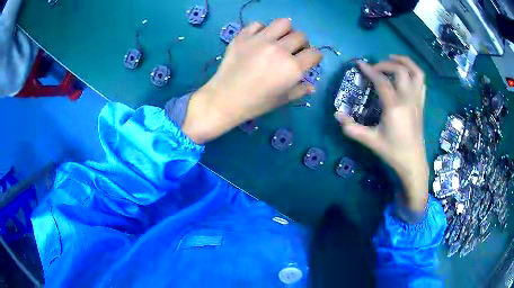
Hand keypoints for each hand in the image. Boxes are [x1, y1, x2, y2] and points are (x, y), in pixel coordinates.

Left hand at [182, 18, 321, 143]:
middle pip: (301, 36)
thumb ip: (300, 90)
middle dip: (302, 44)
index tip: (309, 61)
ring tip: (279, 40)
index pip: (314, 54)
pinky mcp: (243, 36)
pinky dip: (262, 29)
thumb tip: (312, 85)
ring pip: (283, 23)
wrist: (224, 99)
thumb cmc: (256, 103)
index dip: (314, 57)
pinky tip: (259, 39)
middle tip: (293, 51)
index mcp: (292, 68)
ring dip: (285, 31)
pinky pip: (258, 24)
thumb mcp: (282, 100)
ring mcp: (260, 40)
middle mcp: (279, 50)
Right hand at [335, 55, 428, 219]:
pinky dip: (414, 72)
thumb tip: (336, 115)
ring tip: (393, 59)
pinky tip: (406, 74)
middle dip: (385, 64)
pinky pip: (422, 82)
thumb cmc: (393, 152)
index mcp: (394, 107)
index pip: (381, 81)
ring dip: (404, 62)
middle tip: (375, 67)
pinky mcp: (421, 104)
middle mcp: (408, 99)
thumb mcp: (371, 141)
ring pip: (416, 72)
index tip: (359, 64)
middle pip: (400, 70)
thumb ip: (352, 128)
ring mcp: (417, 101)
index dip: (369, 70)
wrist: (413, 162)